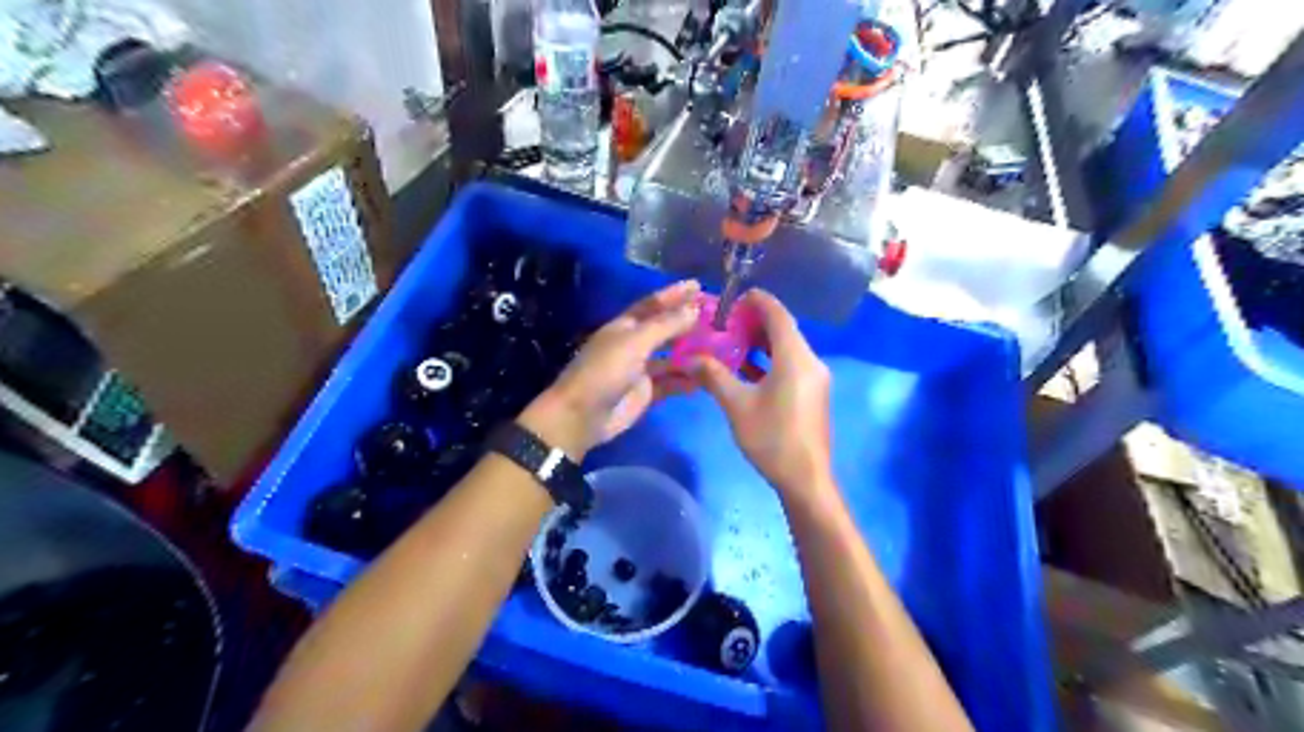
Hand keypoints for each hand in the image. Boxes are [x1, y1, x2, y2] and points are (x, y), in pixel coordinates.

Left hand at [521, 277, 702, 457]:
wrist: (582, 416)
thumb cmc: (604, 372)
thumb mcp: (635, 343)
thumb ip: (665, 326)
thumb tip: (695, 309)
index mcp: (625, 326)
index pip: (653, 304)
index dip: (674, 294)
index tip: (698, 285)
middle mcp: (634, 344)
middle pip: (665, 329)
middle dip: (687, 322)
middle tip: (717, 317)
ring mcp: (640, 370)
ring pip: (671, 357)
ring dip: (691, 353)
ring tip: (719, 348)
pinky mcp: (646, 393)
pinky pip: (671, 382)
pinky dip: (686, 380)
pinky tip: (705, 379)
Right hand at [686, 291, 829, 497]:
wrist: (805, 478)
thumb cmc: (771, 438)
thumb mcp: (736, 405)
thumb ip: (713, 376)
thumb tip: (689, 359)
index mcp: (795, 358)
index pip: (779, 315)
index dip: (758, 301)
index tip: (735, 296)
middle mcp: (810, 361)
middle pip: (784, 330)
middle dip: (756, 321)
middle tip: (726, 321)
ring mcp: (814, 379)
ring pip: (787, 349)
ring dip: (762, 342)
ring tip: (732, 341)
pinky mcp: (812, 394)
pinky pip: (790, 365)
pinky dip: (770, 361)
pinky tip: (746, 368)